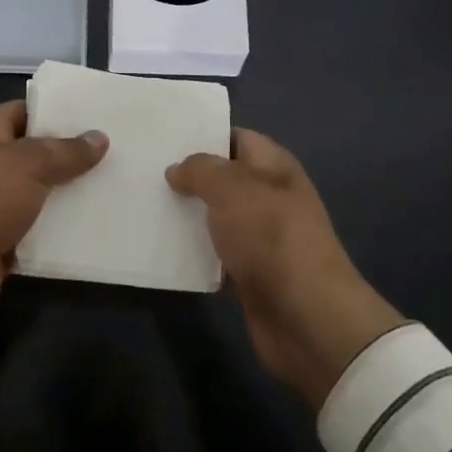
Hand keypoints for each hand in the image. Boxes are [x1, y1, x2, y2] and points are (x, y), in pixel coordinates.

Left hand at [0, 101, 107, 335]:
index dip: (57, 111)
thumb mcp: (27, 164)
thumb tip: (99, 137)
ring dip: (72, 196)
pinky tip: (98, 227)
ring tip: (117, 187)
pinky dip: (63, 232)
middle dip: (73, 156)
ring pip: (42, 195)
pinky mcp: (3, 244)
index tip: (97, 115)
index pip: (25, 111)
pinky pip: (40, 232)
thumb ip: (65, 151)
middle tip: (119, 152)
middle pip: (37, 155)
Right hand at [168, 129, 405, 408]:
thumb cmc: (271, 236)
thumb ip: (200, 170)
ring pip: (216, 218)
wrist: (306, 316)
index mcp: (274, 166)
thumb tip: (177, 170)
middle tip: (146, 172)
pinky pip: (216, 256)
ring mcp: (261, 237)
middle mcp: (270, 197)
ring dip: (187, 216)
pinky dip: (194, 254)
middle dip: (189, 177)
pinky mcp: (251, 274)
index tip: (165, 138)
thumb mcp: (231, 188)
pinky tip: (162, 248)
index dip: (204, 135)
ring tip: (146, 206)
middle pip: (223, 179)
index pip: (236, 137)